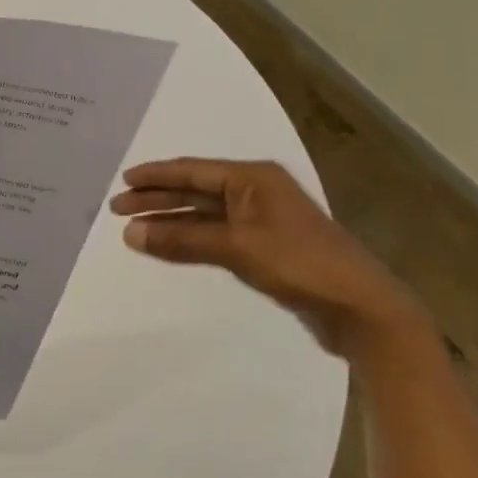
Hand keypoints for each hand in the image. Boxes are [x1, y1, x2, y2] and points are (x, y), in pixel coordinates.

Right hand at [109, 158, 422, 358]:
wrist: (360, 307)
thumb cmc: (299, 263)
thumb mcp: (235, 246)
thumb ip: (181, 239)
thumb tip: (130, 233)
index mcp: (252, 178)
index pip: (192, 170)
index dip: (155, 175)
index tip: (122, 181)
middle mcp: (255, 192)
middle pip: (195, 190)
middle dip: (157, 198)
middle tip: (117, 208)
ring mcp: (261, 221)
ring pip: (203, 214)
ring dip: (170, 221)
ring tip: (133, 229)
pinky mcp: (265, 248)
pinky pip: (215, 235)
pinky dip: (189, 239)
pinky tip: (167, 246)